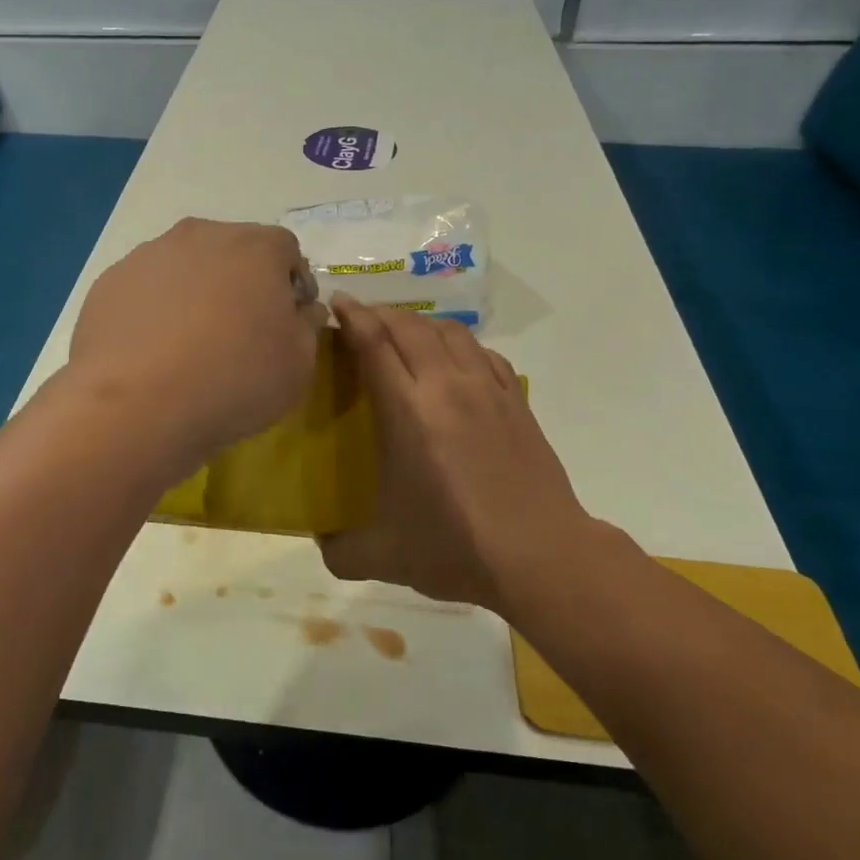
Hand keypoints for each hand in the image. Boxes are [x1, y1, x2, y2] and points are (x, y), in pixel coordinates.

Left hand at [68, 219, 326, 459]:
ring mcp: (150, 255)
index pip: (286, 250)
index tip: (288, 318)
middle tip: (241, 329)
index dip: (292, 283)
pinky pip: (146, 289)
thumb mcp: (299, 364)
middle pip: (233, 250)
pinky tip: (154, 350)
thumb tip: (302, 309)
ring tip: (191, 342)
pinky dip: (156, 309)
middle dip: (243, 281)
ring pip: (186, 266)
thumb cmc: (235, 380)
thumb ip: (307, 326)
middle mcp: (202, 235)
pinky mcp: (110, 282)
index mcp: (257, 247)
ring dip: (196, 291)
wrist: (139, 405)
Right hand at [317, 296, 594, 610]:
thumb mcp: (383, 557)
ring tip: (403, 333)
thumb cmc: (455, 548)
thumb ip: (339, 550)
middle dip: (379, 312)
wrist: (540, 555)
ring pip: (449, 331)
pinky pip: (482, 352)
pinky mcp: (515, 400)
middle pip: (408, 325)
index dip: (352, 315)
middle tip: (359, 318)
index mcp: (407, 411)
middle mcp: (446, 386)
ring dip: (419, 322)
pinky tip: (453, 360)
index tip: (336, 302)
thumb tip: (320, 542)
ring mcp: (486, 389)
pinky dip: (459, 343)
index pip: (374, 342)